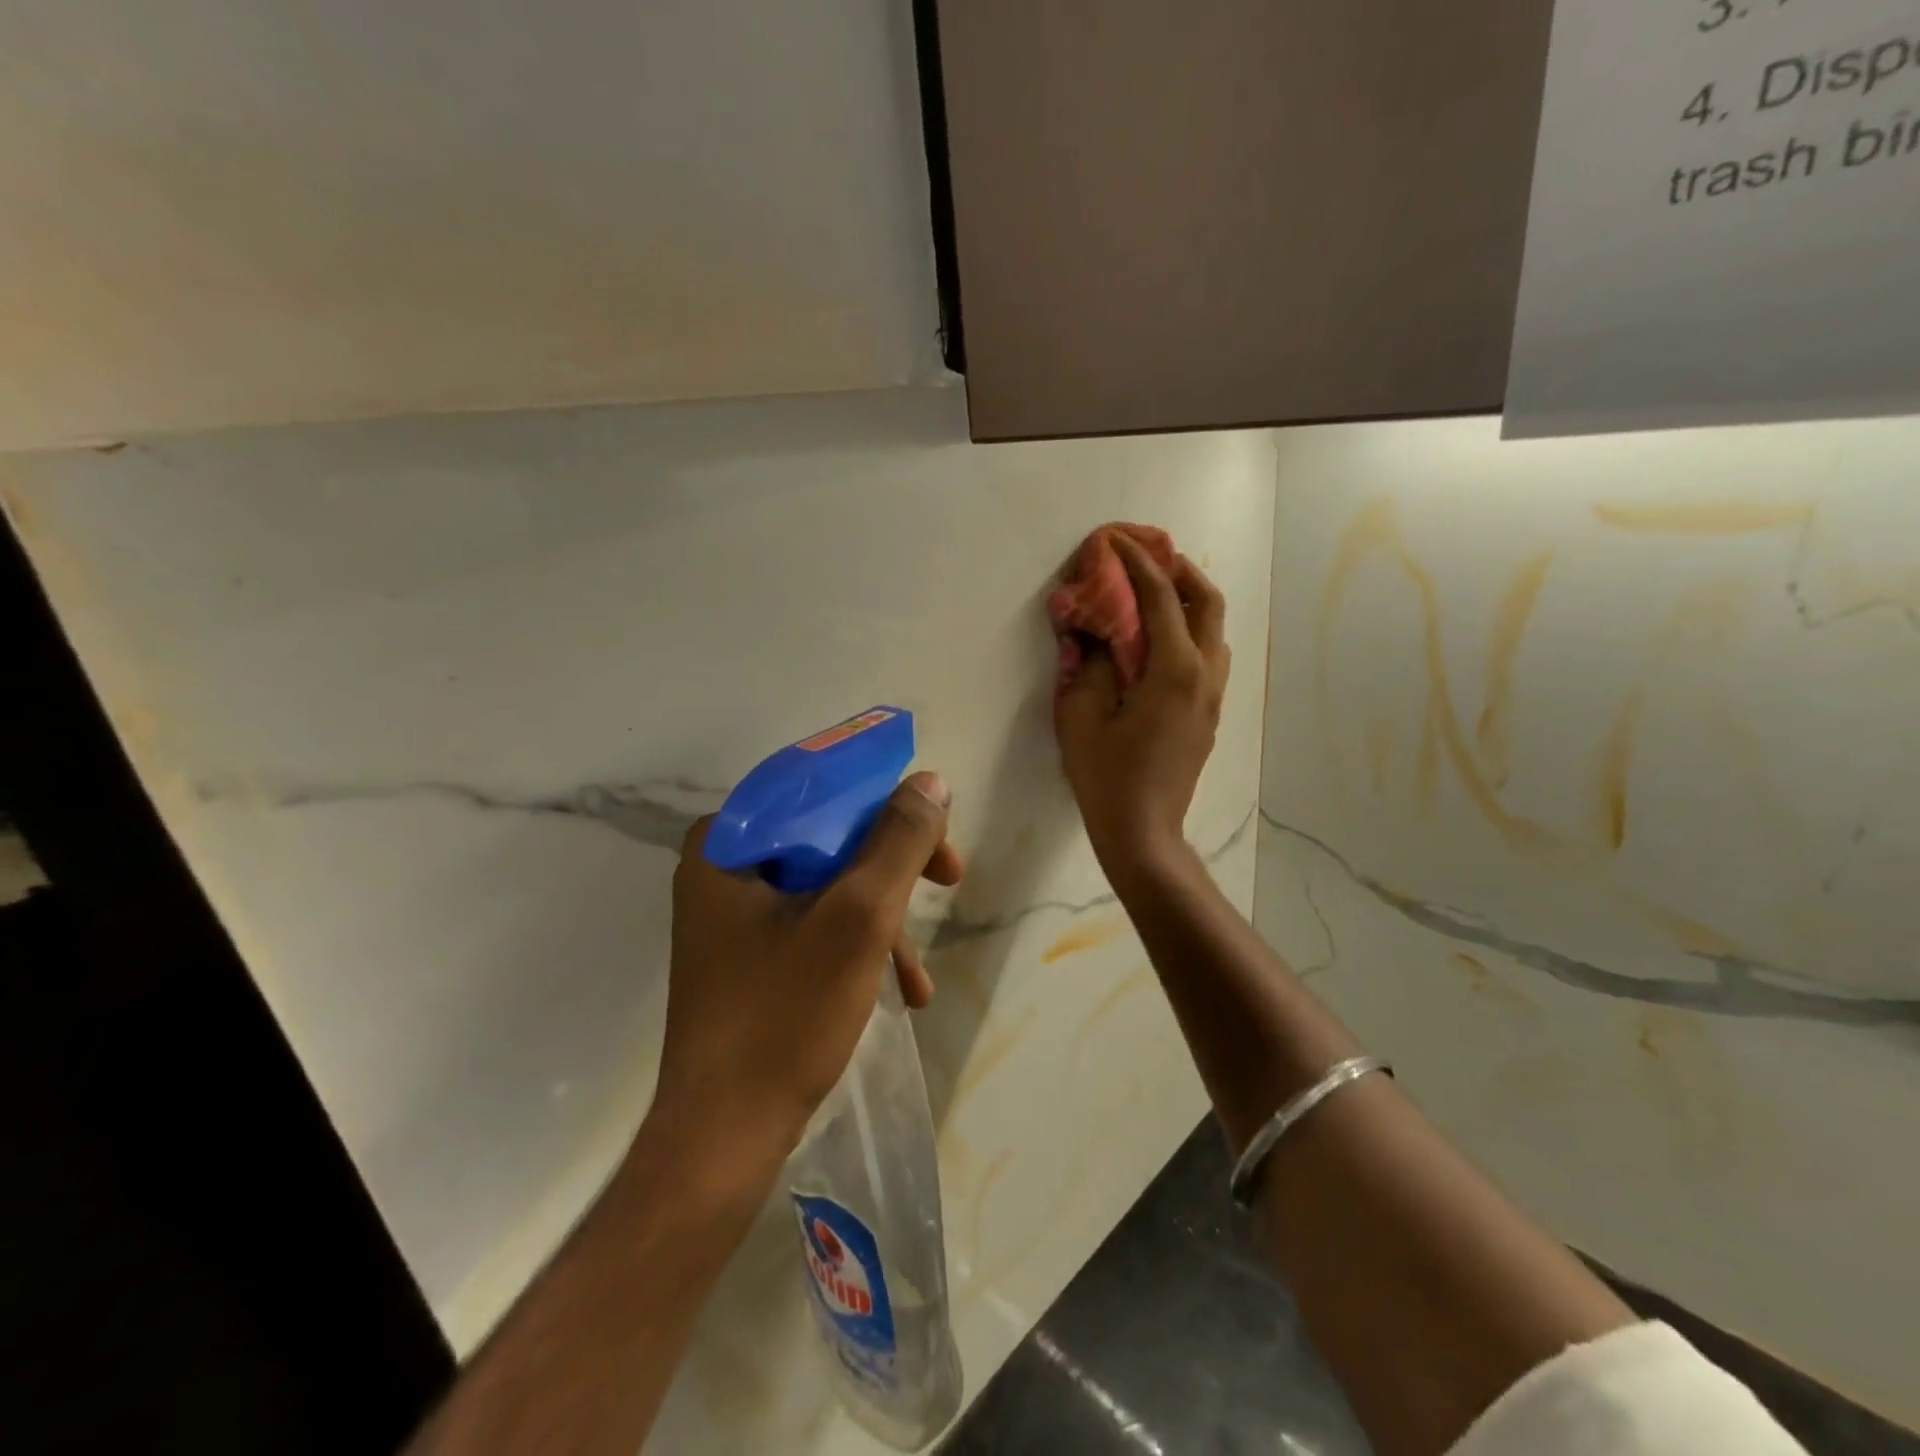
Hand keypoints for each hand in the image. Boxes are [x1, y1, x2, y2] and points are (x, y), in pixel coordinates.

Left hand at [653, 772, 963, 1171]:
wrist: (723, 1139)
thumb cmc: (784, 1016)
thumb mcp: (858, 918)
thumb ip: (898, 842)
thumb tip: (930, 783)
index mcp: (727, 842)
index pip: (819, 788)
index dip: (885, 801)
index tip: (934, 832)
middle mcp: (722, 867)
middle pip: (828, 837)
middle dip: (893, 867)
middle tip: (949, 880)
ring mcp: (731, 916)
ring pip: (827, 885)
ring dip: (883, 919)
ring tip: (919, 976)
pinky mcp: (747, 957)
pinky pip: (813, 926)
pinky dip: (858, 948)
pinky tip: (901, 992)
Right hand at [1054, 534, 1229, 872]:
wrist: (1143, 832)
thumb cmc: (1106, 777)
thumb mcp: (1080, 717)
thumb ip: (1087, 664)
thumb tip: (1089, 632)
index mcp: (1174, 670)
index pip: (1161, 598)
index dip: (1138, 563)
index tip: (1117, 541)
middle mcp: (1205, 674)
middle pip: (1208, 602)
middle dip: (1180, 570)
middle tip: (1149, 559)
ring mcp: (1213, 696)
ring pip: (1215, 629)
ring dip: (1189, 601)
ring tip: (1155, 595)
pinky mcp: (1209, 714)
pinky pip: (1209, 655)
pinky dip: (1190, 631)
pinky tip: (1159, 642)